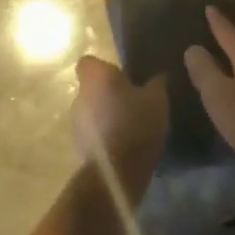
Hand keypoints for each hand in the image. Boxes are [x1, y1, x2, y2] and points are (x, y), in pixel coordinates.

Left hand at [72, 55, 167, 198]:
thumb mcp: (157, 99)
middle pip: (91, 88)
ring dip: (105, 116)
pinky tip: (123, 146)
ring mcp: (76, 122)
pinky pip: (92, 134)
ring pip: (91, 111)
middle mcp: (80, 95)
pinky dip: (104, 137)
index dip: (103, 68)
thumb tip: (158, 75)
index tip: (122, 78)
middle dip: (107, 94)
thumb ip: (156, 82)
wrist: (118, 172)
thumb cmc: (137, 123)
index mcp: (95, 77)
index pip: (89, 62)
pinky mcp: (78, 147)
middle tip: (131, 103)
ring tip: (129, 127)